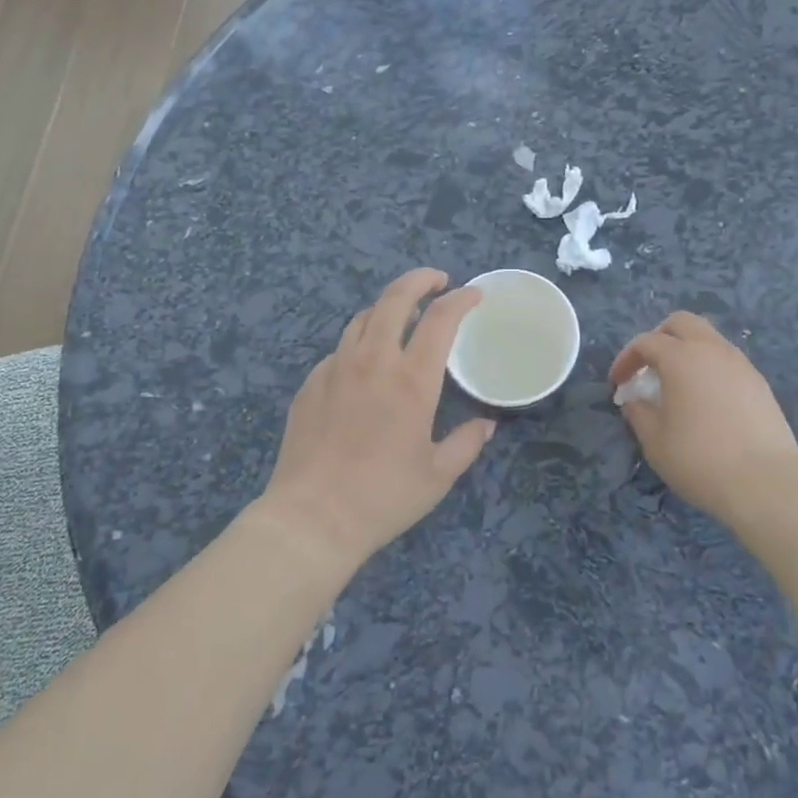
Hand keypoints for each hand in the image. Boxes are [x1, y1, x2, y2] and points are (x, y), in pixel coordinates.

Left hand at [259, 269, 493, 574]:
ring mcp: (336, 368)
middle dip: (420, 280)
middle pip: (395, 298)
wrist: (312, 517)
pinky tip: (364, 367)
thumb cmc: (383, 497)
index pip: (441, 319)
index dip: (461, 299)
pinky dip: (360, 345)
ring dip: (388, 309)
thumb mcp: (438, 475)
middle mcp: (373, 361)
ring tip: (402, 320)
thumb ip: (467, 443)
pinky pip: (339, 349)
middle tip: (437, 281)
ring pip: (363, 318)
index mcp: (411, 379)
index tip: (474, 295)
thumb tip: (486, 425)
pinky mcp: (310, 384)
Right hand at [609, 312, 797, 526]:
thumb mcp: (654, 441)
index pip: (646, 342)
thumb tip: (634, 400)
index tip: (618, 383)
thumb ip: (638, 413)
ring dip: (688, 351)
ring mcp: (741, 365)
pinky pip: (728, 361)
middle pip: (682, 323)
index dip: (626, 359)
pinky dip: (710, 368)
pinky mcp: (760, 384)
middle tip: (649, 366)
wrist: (765, 484)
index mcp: (681, 358)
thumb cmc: (699, 460)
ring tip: (678, 383)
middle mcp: (712, 350)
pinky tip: (707, 400)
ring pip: (709, 338)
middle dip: (660, 337)